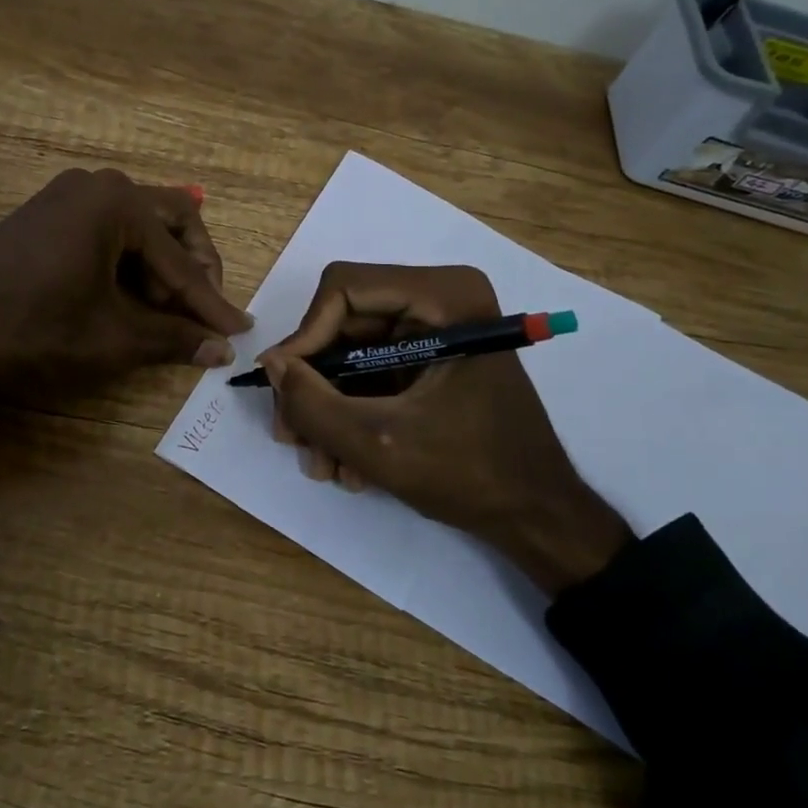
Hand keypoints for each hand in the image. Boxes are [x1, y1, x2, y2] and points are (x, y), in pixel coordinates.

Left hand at [0, 168, 252, 402]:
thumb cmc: (34, 331)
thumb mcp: (111, 340)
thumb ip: (172, 339)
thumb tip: (221, 349)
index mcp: (118, 204)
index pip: (181, 261)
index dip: (211, 302)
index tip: (238, 330)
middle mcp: (98, 186)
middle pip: (170, 222)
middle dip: (192, 269)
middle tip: (202, 313)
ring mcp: (68, 195)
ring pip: (137, 226)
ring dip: (159, 267)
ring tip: (163, 314)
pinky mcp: (47, 214)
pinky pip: (106, 231)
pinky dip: (126, 263)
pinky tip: (128, 298)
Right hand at [258, 262, 633, 595]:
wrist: (537, 518)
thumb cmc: (471, 474)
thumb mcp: (379, 444)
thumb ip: (312, 404)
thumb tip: (269, 362)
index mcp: (444, 296)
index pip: (344, 289)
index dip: (305, 336)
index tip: (284, 389)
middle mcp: (438, 299)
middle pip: (342, 324)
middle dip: (314, 385)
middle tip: (292, 438)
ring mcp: (433, 329)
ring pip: (349, 352)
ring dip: (328, 408)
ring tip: (322, 465)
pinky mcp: (428, 359)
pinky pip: (369, 372)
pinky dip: (351, 413)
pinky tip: (345, 463)